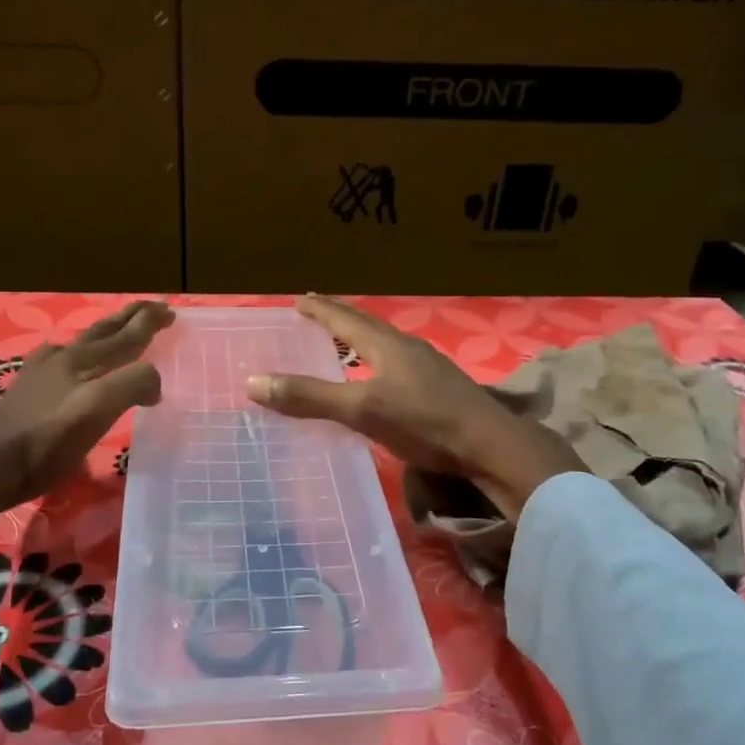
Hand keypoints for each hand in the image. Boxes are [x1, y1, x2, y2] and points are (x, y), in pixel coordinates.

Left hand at [0, 300, 174, 525]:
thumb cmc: (45, 440)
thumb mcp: (97, 409)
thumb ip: (131, 384)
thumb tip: (154, 382)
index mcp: (85, 362)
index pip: (126, 335)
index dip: (149, 323)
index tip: (171, 312)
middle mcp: (64, 361)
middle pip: (103, 332)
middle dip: (129, 319)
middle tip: (151, 309)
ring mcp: (41, 376)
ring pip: (80, 345)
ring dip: (104, 334)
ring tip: (114, 332)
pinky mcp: (25, 395)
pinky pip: (58, 364)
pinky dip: (74, 355)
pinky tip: (64, 362)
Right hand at [246, 296, 582, 518]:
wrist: (490, 445)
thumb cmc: (424, 422)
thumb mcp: (362, 409)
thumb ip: (311, 397)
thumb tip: (255, 382)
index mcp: (386, 344)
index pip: (344, 318)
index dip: (318, 309)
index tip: (297, 299)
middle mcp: (407, 347)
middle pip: (366, 325)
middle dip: (339, 319)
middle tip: (315, 315)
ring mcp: (427, 366)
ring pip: (384, 344)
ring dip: (360, 341)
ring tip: (342, 345)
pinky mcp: (439, 387)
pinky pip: (398, 364)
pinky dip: (377, 363)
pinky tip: (378, 380)